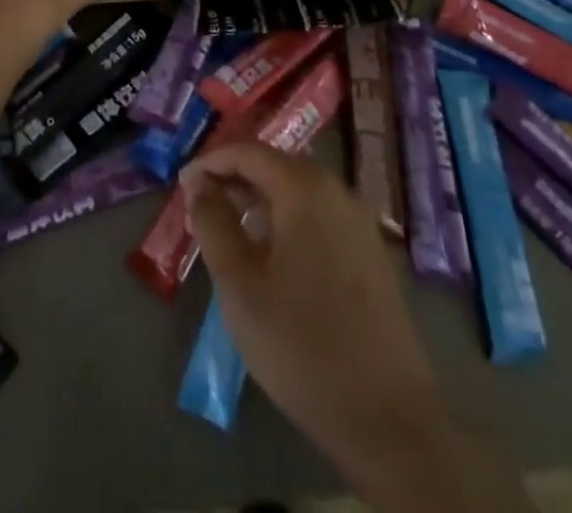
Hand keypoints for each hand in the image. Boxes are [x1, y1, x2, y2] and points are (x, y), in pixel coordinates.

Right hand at [182, 143, 466, 508]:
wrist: (388, 420)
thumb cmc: (301, 345)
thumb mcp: (240, 284)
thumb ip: (213, 224)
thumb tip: (197, 184)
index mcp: (303, 188)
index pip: (247, 152)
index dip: (210, 163)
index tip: (182, 185)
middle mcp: (336, 190)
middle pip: (275, 165)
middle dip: (235, 178)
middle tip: (201, 204)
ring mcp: (359, 221)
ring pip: (298, 190)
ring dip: (260, 199)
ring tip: (229, 227)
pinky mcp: (371, 252)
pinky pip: (319, 214)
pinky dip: (287, 218)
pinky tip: (271, 252)